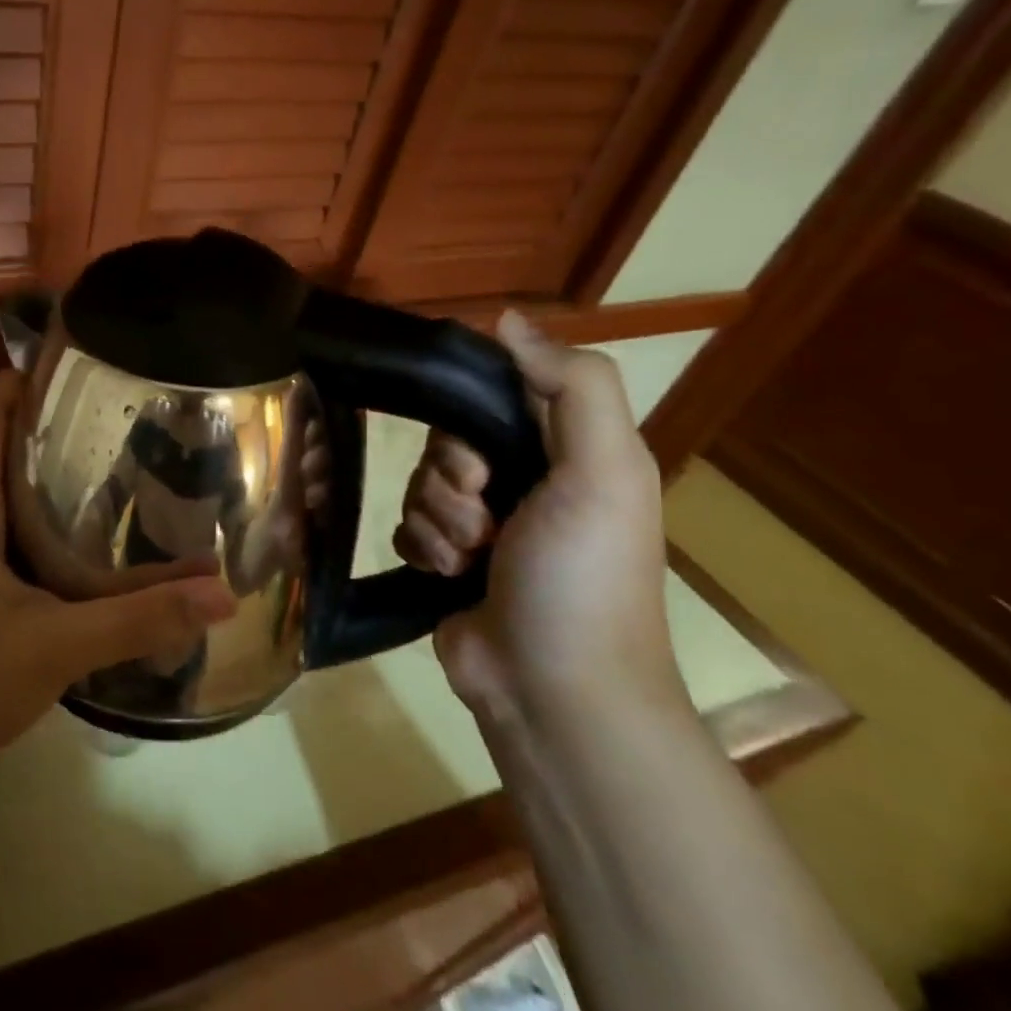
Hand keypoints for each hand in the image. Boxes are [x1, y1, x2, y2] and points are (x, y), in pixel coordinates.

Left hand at [0, 373, 237, 782]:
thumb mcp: (55, 646)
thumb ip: (137, 619)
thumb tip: (221, 594)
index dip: (24, 377)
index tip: (81, 363)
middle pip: (5, 443)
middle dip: (57, 423)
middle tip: (126, 415)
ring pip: (12, 487)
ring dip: (57, 471)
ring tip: (125, 463)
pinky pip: (15, 527)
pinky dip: (53, 517)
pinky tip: (99, 537)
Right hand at [395, 313, 684, 722]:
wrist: (553, 689)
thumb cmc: (583, 576)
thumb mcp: (604, 472)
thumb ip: (573, 386)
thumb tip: (507, 320)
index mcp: (568, 453)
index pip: (497, 397)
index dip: (470, 417)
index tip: (480, 459)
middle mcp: (525, 483)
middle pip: (447, 442)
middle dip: (453, 481)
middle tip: (485, 518)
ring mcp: (482, 526)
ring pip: (420, 486)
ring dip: (438, 523)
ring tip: (471, 562)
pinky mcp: (446, 562)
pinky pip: (406, 527)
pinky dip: (422, 549)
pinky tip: (448, 578)